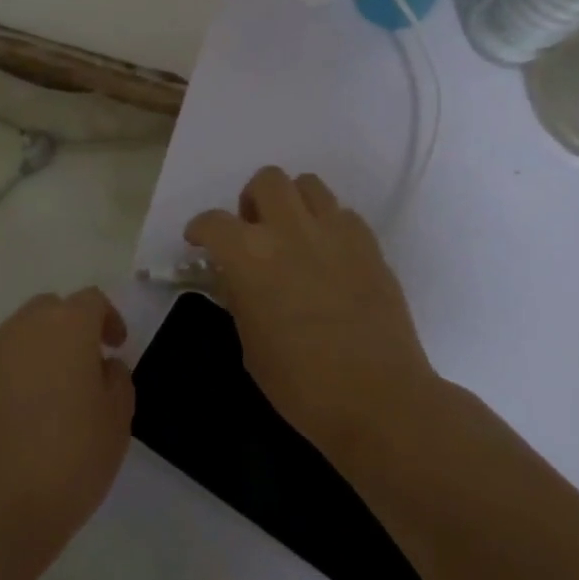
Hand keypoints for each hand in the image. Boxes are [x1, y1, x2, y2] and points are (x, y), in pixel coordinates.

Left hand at [0, 288, 134, 570]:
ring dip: (37, 352)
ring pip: (18, 335)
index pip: (91, 301)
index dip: (108, 319)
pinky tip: (15, 417)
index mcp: (66, 327)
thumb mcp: (117, 422)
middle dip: (70, 328)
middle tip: (83, 367)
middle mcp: (22, 327)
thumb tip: (102, 366)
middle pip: (50, 310)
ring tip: (48, 396)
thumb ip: (117, 380)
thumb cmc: (67, 463)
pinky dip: (9, 376)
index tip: (116, 347)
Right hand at [186, 167, 433, 461]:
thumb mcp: (251, 345)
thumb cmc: (302, 385)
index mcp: (249, 255)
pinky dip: (329, 225)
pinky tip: (329, 255)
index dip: (200, 229)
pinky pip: (343, 214)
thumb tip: (235, 277)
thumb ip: (239, 298)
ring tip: (293, 234)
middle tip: (254, 231)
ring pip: (308, 184)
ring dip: (293, 202)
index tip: (199, 243)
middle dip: (253, 200)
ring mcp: (334, 232)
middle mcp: (290, 230)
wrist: (379, 399)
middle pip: (267, 180)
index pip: (213, 221)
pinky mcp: (369, 244)